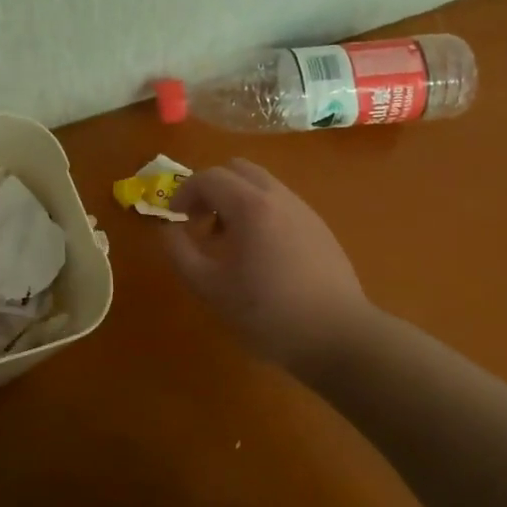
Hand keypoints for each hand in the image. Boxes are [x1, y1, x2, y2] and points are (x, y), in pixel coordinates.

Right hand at [164, 159, 382, 375]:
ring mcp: (304, 210)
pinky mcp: (319, 228)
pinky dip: (258, 212)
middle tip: (199, 222)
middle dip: (211, 188)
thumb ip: (180, 253)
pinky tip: (259, 254)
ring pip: (260, 185)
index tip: (174, 218)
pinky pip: (280, 204)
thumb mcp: (210, 288)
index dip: (184, 192)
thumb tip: (168, 230)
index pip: (208, 177)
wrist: (339, 337)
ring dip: (235, 200)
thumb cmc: (267, 313)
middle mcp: (278, 197)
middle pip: (237, 169)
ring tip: (228, 241)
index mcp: (250, 206)